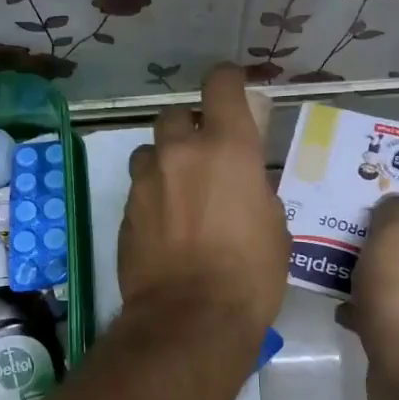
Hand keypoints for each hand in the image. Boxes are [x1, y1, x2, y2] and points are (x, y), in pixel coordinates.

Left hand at [120, 64, 288, 339]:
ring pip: (149, 150)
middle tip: (204, 153)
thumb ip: (254, 188)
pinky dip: (152, 195)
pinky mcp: (125, 212)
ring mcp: (146, 181)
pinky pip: (139, 188)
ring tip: (178, 190)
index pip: (220, 84)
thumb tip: (241, 184)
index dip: (227, 80)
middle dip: (188, 126)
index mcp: (226, 147)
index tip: (233, 90)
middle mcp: (179, 153)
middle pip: (174, 115)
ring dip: (164, 160)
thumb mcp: (273, 224)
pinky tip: (164, 224)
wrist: (191, 318)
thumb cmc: (250, 273)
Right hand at [346, 188, 398, 384]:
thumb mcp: (397, 236)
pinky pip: (383, 310)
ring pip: (397, 275)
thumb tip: (393, 205)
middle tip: (344, 220)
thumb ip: (394, 210)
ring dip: (365, 266)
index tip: (383, 190)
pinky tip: (335, 303)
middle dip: (382, 229)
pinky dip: (360, 305)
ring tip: (330, 257)